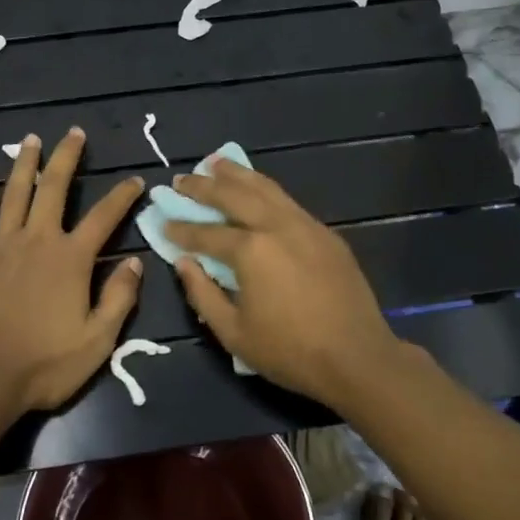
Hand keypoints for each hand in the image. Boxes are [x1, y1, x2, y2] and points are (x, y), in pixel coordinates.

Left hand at [0, 128, 145, 414]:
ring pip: (16, 192)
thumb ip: (119, 298)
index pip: (104, 216)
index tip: (134, 179)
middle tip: (73, 133)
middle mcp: (38, 239)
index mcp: (71, 258)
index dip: (122, 196)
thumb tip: (135, 261)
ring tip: (31, 140)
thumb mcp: (98, 340)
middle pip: (54, 188)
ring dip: (25, 163)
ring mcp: (3, 244)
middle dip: (67, 157)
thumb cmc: (45, 362)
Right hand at [167, 156, 405, 406]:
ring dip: (237, 174)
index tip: (162, 221)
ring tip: (216, 162)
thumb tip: (183, 263)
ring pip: (265, 188)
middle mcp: (276, 226)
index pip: (206, 233)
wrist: (357, 357)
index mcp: (251, 251)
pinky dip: (265, 189)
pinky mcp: (324, 233)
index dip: (181, 229)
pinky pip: (287, 201)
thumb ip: (202, 294)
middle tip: (182, 179)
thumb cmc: (290, 351)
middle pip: (233, 195)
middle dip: (203, 186)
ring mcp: (304, 225)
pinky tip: (256, 189)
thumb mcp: (233, 333)